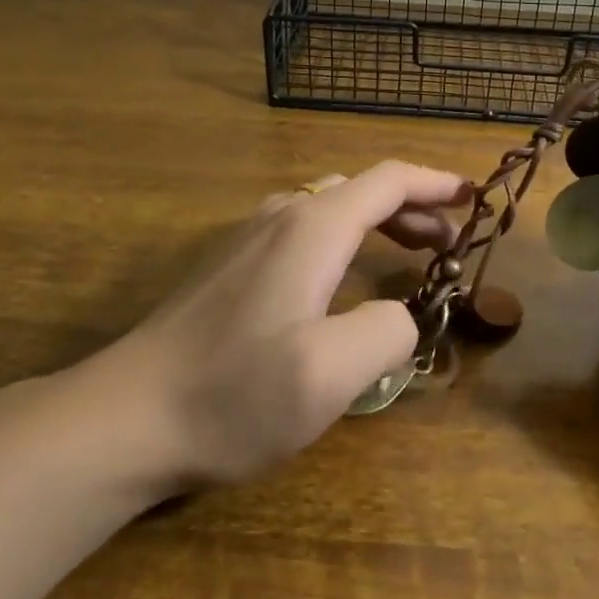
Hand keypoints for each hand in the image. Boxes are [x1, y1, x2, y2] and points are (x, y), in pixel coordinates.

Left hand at [85, 161, 470, 490]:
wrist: (125, 417)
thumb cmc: (233, 394)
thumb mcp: (331, 373)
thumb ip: (387, 331)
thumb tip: (397, 315)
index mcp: (313, 228)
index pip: (389, 181)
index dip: (436, 184)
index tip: (474, 197)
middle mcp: (283, 216)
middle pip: (362, 190)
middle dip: (413, 208)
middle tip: (449, 243)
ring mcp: (249, 238)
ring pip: (330, 208)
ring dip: (378, 221)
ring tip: (409, 254)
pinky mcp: (230, 265)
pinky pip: (304, 230)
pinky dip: (344, 237)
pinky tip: (343, 278)